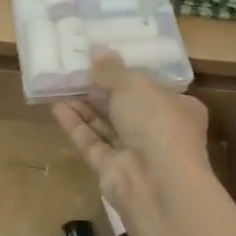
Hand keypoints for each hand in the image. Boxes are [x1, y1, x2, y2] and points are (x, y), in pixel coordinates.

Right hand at [52, 53, 209, 216]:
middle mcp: (159, 130)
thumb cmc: (157, 123)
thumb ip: (112, 70)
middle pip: (125, 105)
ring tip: (59, 82)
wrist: (157, 183)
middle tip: (73, 67)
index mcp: (178, 107)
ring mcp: (135, 152)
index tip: (103, 58)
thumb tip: (97, 52)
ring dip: (84, 104)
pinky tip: (56, 106)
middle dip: (100, 88)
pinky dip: (75, 125)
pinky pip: (91, 142)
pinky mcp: (112, 170)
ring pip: (105, 124)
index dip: (128, 73)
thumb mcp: (135, 85)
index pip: (153, 87)